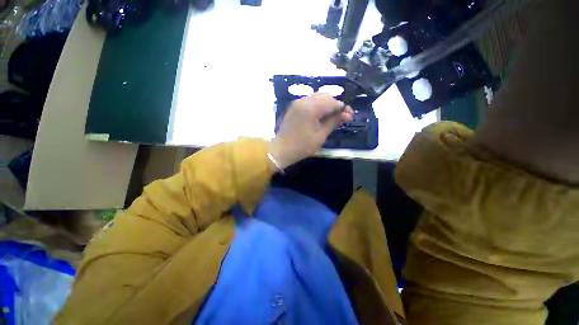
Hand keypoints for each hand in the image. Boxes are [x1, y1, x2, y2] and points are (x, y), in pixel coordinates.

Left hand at [268, 93, 353, 168]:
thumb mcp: (320, 136)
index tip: (350, 116)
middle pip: (325, 96)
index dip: (343, 108)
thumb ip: (333, 122)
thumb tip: (347, 114)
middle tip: (342, 117)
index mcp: (311, 108)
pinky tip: (320, 115)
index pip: (332, 102)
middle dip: (335, 105)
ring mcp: (297, 103)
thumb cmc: (302, 146)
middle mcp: (304, 101)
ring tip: (332, 116)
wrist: (281, 150)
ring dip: (327, 104)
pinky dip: (317, 105)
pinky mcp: (294, 107)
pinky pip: (309, 101)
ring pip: (317, 97)